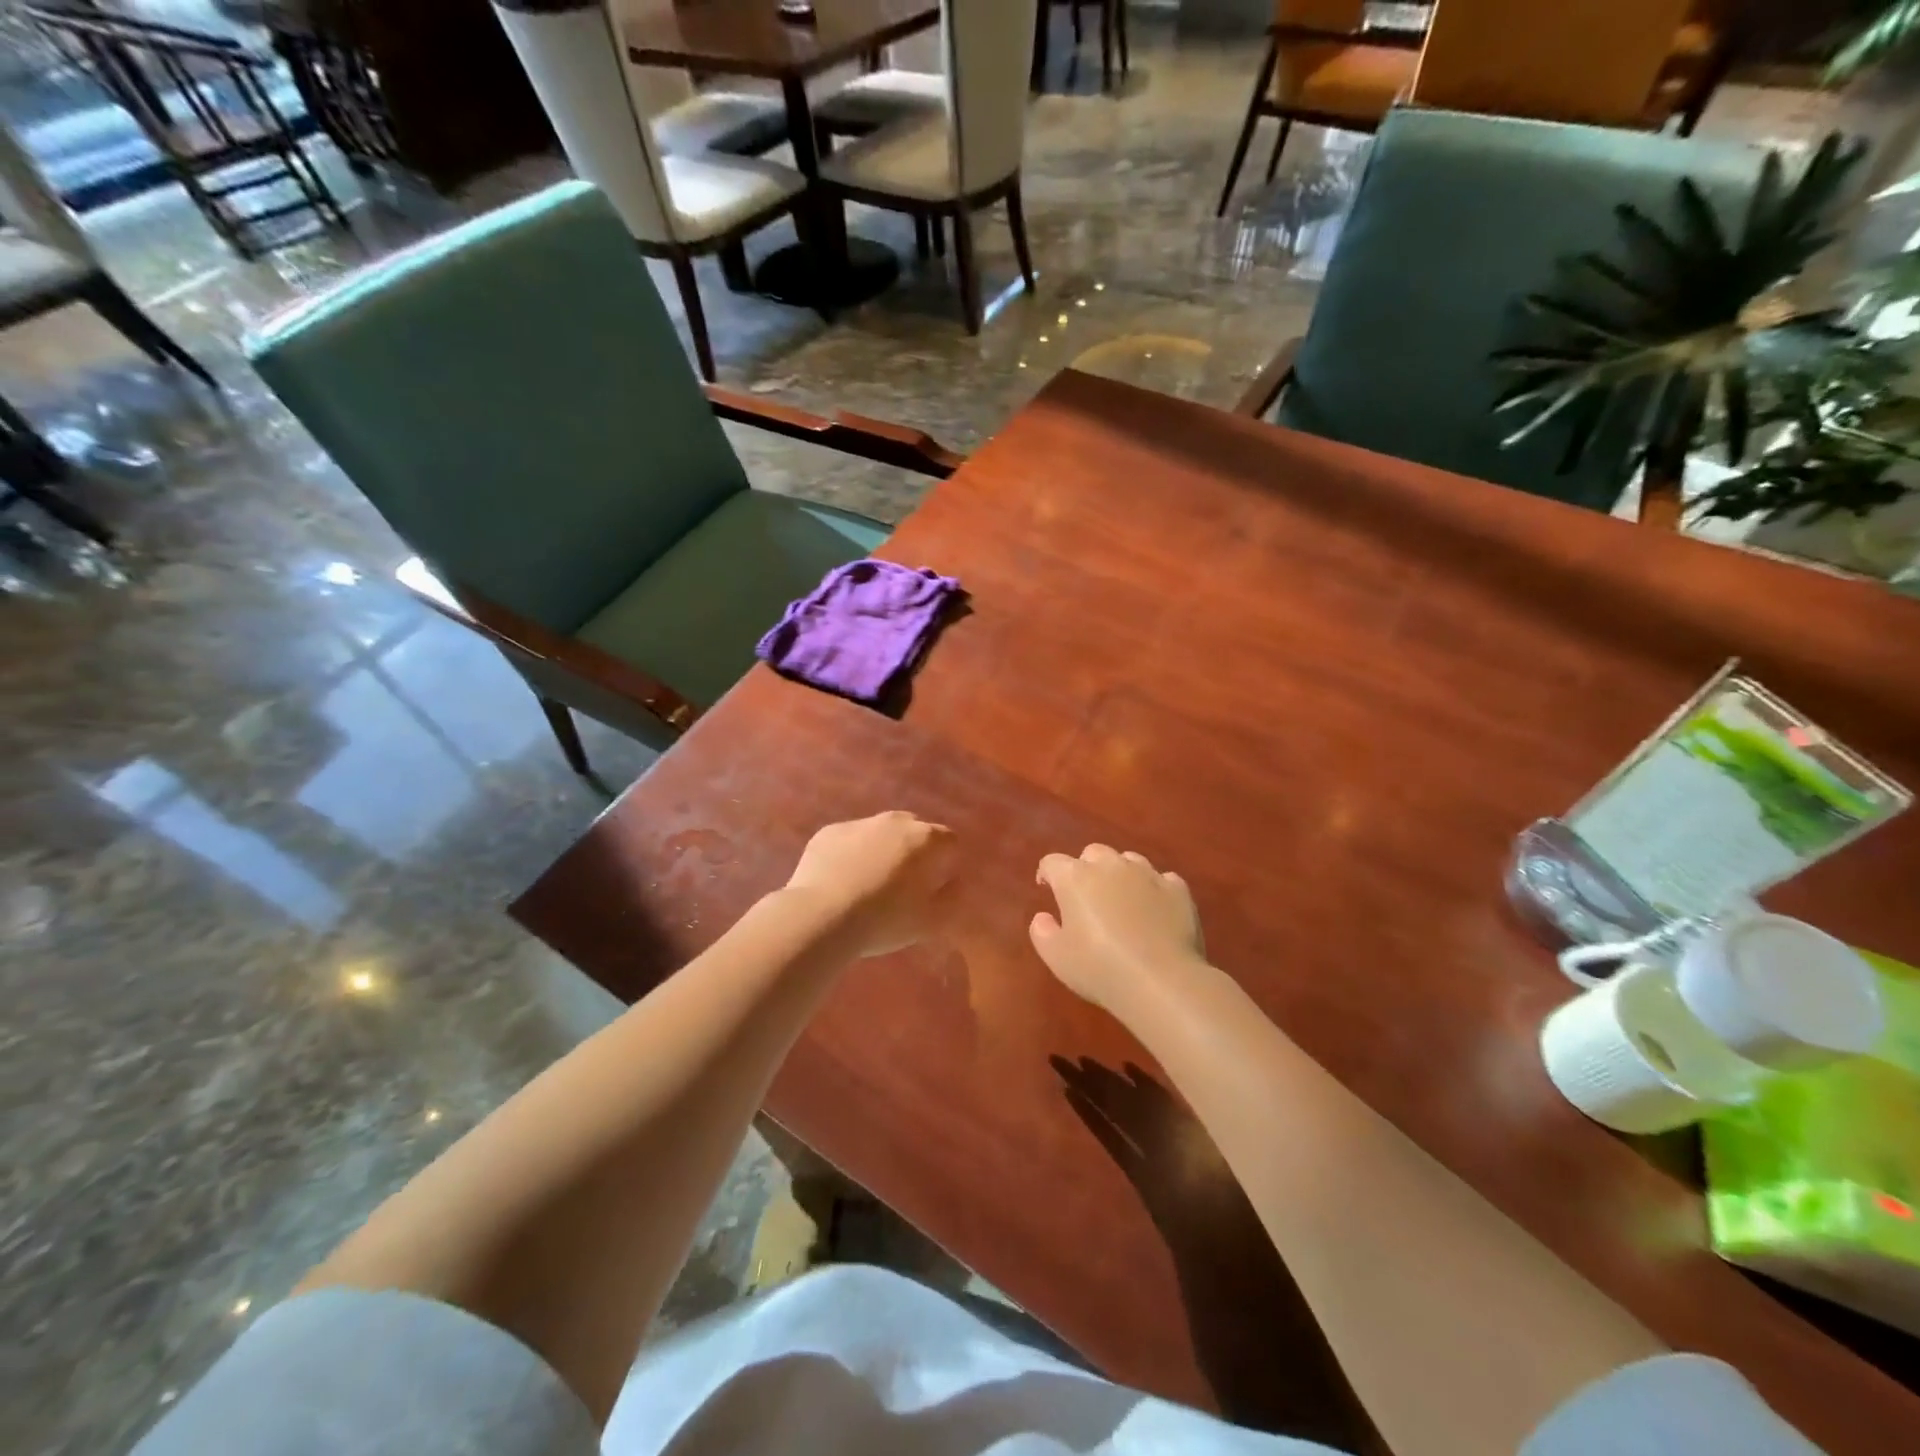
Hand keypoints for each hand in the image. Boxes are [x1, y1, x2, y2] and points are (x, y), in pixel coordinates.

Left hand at [784, 811, 955, 956]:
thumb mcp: (932, 921)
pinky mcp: (828, 833)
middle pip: (914, 831)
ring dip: (881, 851)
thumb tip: (955, 882)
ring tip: (869, 885)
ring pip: (879, 833)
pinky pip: (849, 840)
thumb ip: (952, 897)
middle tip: (904, 885)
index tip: (937, 885)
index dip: (947, 862)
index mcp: (925, 839)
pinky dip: (850, 854)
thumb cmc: (884, 921)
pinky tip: (841, 882)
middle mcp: (894, 822)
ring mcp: (858, 824)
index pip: (949, 841)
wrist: (821, 917)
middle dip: (914, 852)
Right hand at [1030, 845, 1206, 1015]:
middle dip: (1086, 868)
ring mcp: (1147, 874)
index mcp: (1075, 878)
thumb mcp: (1056, 957)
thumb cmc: (1098, 968)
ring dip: (1120, 874)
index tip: (1047, 889)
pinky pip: (1162, 879)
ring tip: (1122, 900)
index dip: (1048, 874)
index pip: (1053, 862)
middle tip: (1086, 896)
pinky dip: (1154, 889)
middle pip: (1093, 853)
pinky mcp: (1178, 889)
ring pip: (1129, 860)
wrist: (1160, 980)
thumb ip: (1042, 931)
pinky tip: (1155, 909)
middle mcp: (1110, 866)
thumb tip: (1044, 916)